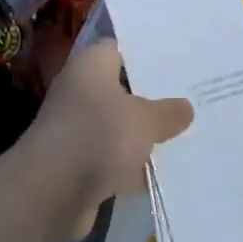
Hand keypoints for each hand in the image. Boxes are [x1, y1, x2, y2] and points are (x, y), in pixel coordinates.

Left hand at [11, 39, 193, 241]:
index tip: (179, 60)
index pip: (120, 48)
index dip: (148, 54)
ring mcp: (78, 130)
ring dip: (144, 135)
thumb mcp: (144, 120)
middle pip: (122, 89)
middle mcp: (80, 92)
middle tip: (191, 97)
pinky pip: (114, 158)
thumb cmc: (98, 136)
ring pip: (120, 126)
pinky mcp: (79, 164)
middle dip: (153, 97)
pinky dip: (132, 166)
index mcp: (91, 66)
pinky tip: (165, 171)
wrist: (50, 193)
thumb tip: (185, 108)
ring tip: (187, 134)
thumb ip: (167, 113)